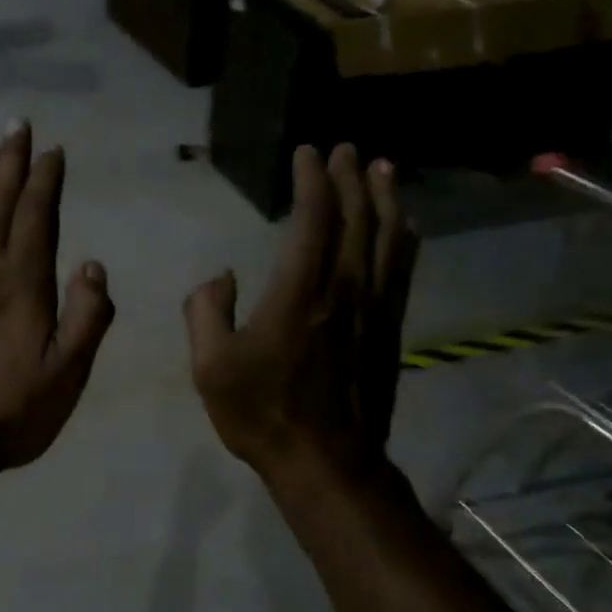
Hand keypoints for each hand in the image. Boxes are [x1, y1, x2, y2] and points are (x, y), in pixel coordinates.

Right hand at [183, 145, 418, 482]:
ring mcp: (373, 309)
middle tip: (346, 150)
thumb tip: (220, 277)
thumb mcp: (210, 367)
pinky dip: (405, 239)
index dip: (312, 181)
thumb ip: (205, 313)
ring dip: (385, 199)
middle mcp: (344, 289)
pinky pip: (402, 271)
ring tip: (382, 170)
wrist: (326, 462)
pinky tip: (406, 227)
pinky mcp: (388, 330)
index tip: (307, 154)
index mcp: (298, 292)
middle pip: (356, 218)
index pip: (313, 219)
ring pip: (388, 239)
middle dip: (350, 178)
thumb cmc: (262, 413)